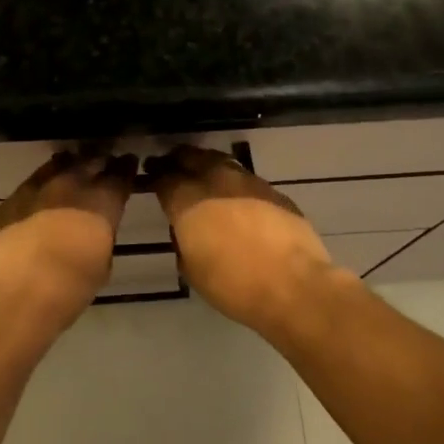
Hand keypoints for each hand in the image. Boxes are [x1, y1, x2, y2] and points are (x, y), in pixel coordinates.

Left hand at [0, 152, 137, 352]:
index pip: (120, 176)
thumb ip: (101, 238)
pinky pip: (34, 179)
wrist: (11, 296)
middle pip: (91, 162)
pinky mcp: (12, 198)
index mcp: (101, 203)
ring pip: (60, 164)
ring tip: (75, 170)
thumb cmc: (66, 291)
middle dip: (100, 163)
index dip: (126, 169)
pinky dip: (44, 180)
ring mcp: (39, 188)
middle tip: (104, 164)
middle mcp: (72, 186)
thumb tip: (96, 230)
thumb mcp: (100, 267)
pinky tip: (44, 189)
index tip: (129, 165)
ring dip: (71, 166)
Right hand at [146, 146, 338, 338]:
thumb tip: (186, 231)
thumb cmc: (234, 285)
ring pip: (219, 160)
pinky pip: (245, 177)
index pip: (164, 178)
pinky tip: (234, 193)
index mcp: (188, 201)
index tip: (149, 174)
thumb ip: (183, 242)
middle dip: (177, 159)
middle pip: (190, 157)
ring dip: (205, 163)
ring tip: (200, 171)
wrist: (294, 286)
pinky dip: (232, 180)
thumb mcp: (192, 270)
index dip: (154, 175)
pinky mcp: (273, 191)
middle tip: (170, 163)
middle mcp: (215, 181)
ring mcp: (248, 182)